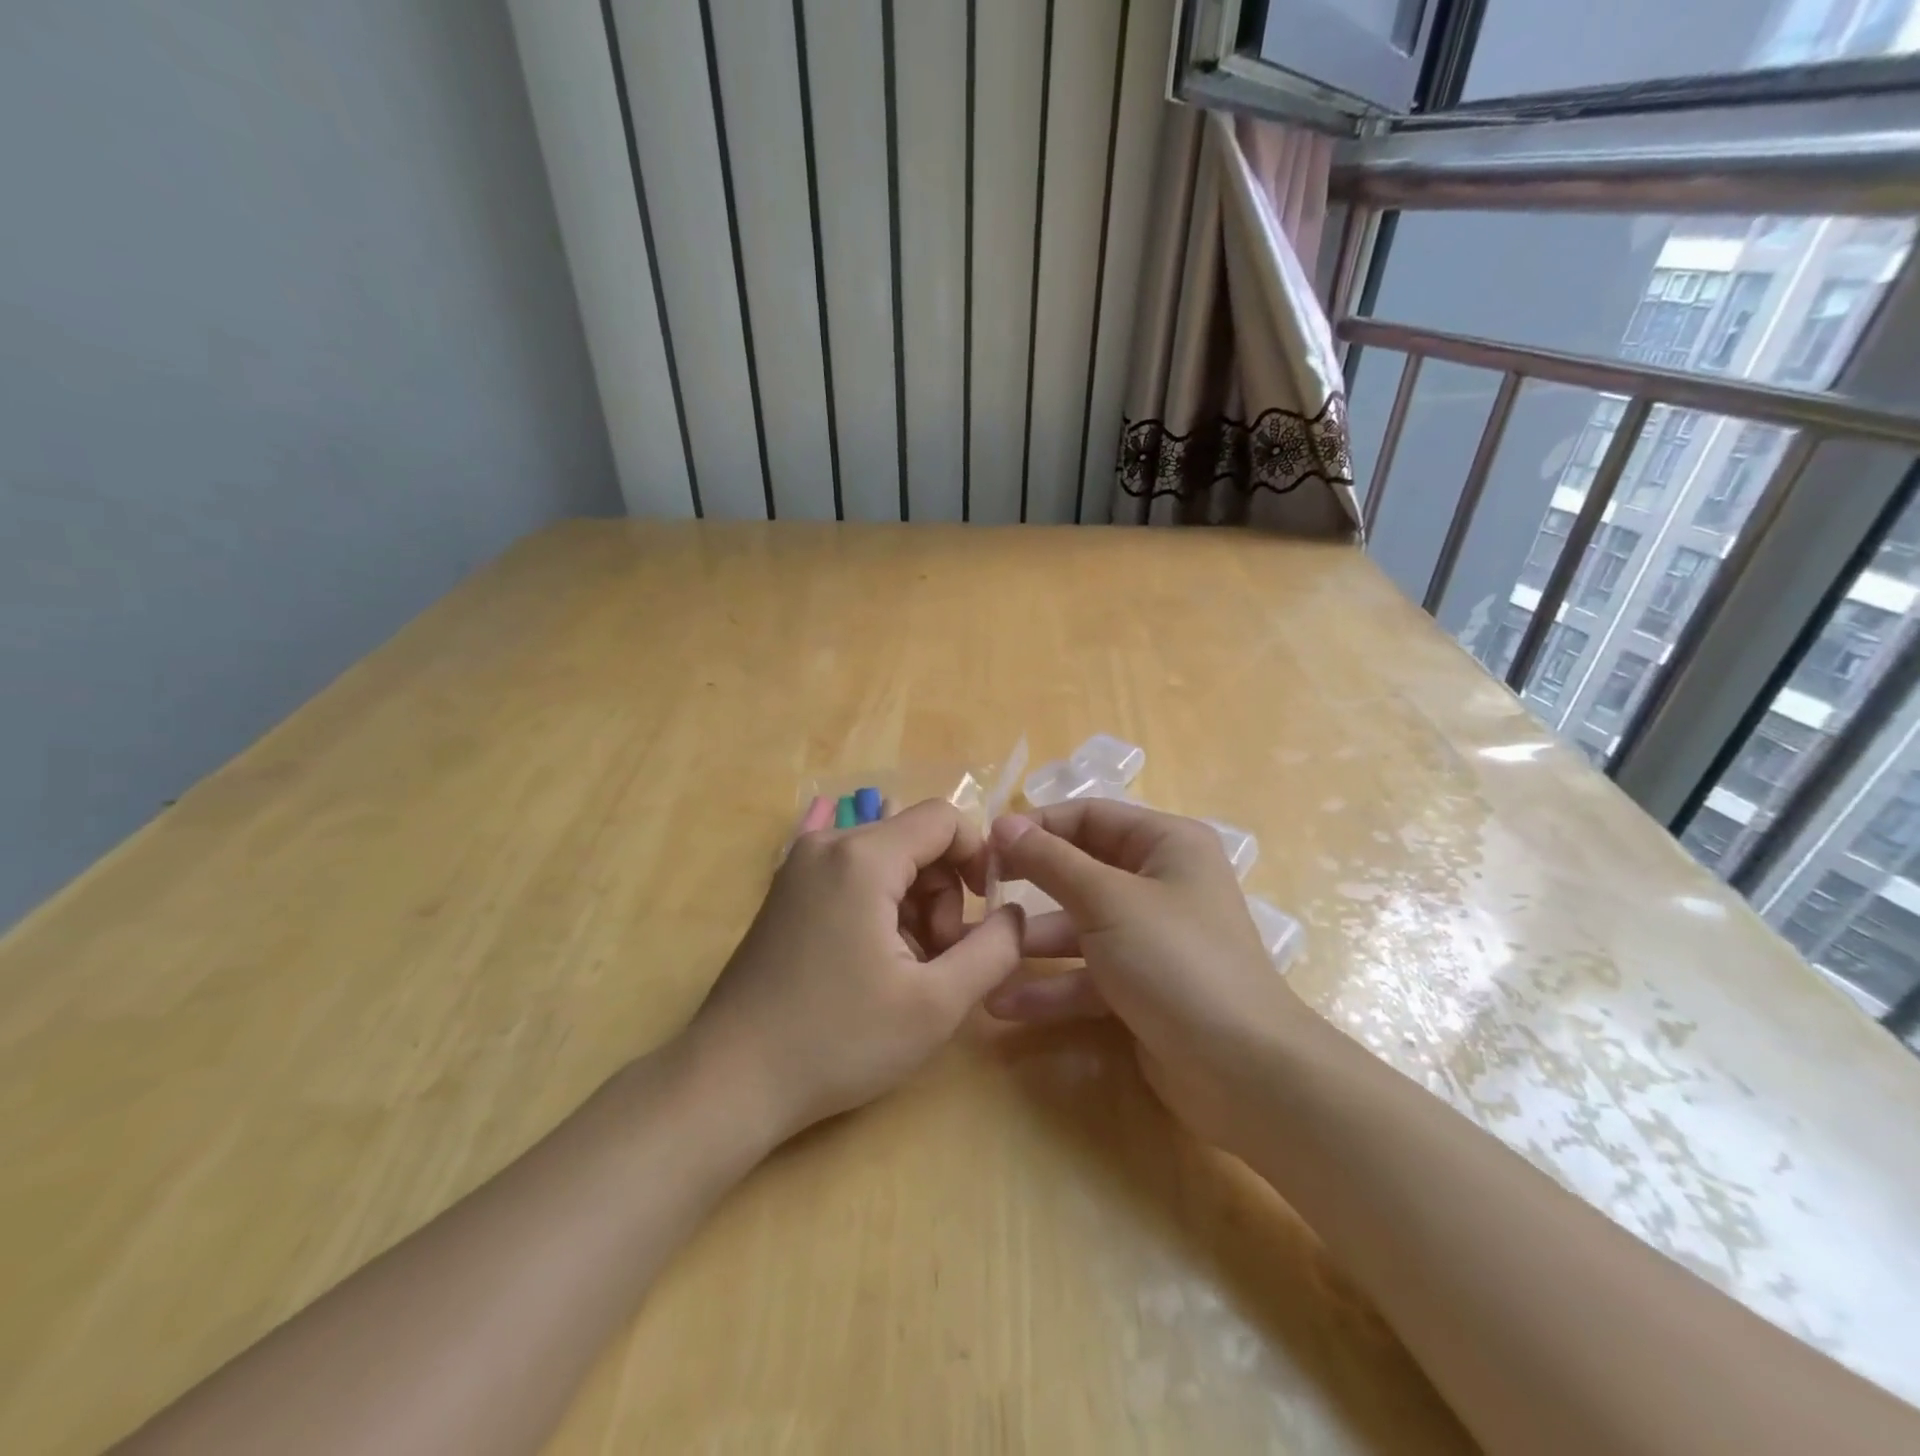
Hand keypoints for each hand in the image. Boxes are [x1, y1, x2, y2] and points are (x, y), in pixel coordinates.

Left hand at [686, 799, 1024, 1145]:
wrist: (730, 1080)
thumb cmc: (838, 1040)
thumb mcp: (936, 1004)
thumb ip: (994, 950)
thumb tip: (1013, 914)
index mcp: (862, 857)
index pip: (943, 819)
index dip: (978, 857)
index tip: (985, 912)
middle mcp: (827, 845)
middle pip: (915, 842)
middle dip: (943, 895)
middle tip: (937, 960)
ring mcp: (799, 868)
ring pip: (887, 863)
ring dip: (914, 908)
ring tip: (905, 973)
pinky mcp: (787, 893)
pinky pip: (854, 880)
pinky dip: (880, 912)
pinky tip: (873, 966)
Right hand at [983, 802, 1310, 1156]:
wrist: (1243, 1071)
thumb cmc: (1175, 960)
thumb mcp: (1107, 900)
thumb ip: (1051, 861)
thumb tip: (1004, 824)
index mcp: (1166, 844)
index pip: (1089, 817)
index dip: (1038, 826)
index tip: (987, 845)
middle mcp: (1160, 883)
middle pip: (1081, 871)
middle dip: (1030, 885)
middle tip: (978, 895)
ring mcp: (1151, 938)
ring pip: (1080, 926)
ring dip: (1033, 942)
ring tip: (981, 953)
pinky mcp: (1141, 986)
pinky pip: (1088, 974)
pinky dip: (1052, 987)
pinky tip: (1004, 1003)